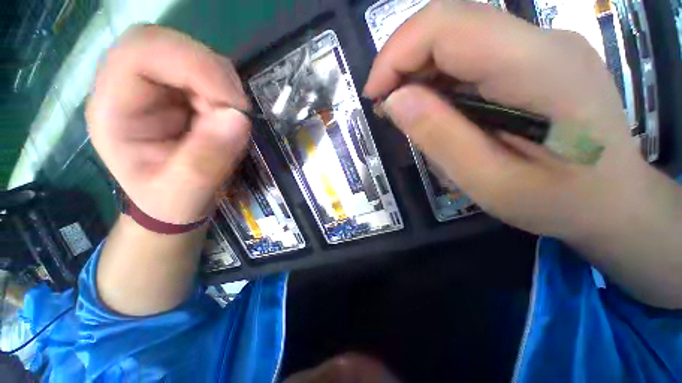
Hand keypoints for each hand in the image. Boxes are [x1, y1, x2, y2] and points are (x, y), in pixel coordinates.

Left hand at [87, 25, 250, 224]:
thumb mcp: (187, 193)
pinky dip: (227, 91)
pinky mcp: (179, 91)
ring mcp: (156, 86)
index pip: (141, 52)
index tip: (233, 104)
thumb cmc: (170, 202)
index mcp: (113, 110)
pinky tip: (227, 116)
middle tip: (236, 111)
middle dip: (212, 74)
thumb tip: (240, 119)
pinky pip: (209, 73)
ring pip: (193, 55)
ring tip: (230, 121)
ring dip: (223, 86)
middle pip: (168, 44)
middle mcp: (127, 87)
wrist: (173, 203)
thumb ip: (208, 160)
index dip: (193, 64)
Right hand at [365, 0, 681, 308]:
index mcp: (538, 68)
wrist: (615, 201)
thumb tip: (394, 101)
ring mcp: (541, 47)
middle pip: (450, 24)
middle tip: (385, 107)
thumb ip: (439, 137)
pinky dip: (439, 78)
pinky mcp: (534, 60)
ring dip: (419, 72)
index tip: (373, 97)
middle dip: (402, 62)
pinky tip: (435, 109)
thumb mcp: (489, 182)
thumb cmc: (560, 202)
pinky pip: (471, 55)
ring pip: (457, 38)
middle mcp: (541, 42)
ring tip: (406, 113)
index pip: (447, 26)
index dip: (396, 55)